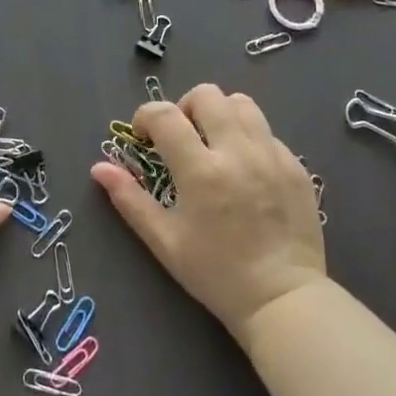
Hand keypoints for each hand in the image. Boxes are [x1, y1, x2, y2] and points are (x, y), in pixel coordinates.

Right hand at [91, 83, 325, 338]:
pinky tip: (244, 168)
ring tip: (214, 143)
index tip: (143, 136)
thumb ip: (129, 199)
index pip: (165, 115)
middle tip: (180, 137)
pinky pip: (267, 131)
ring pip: (241, 103)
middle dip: (184, 107)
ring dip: (219, 113)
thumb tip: (99, 167)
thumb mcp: (164, 241)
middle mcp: (237, 152)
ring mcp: (271, 156)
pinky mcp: (295, 166)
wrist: (282, 300)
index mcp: (201, 171)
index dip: (146, 116)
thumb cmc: (215, 273)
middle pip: (207, 95)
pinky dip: (248, 137)